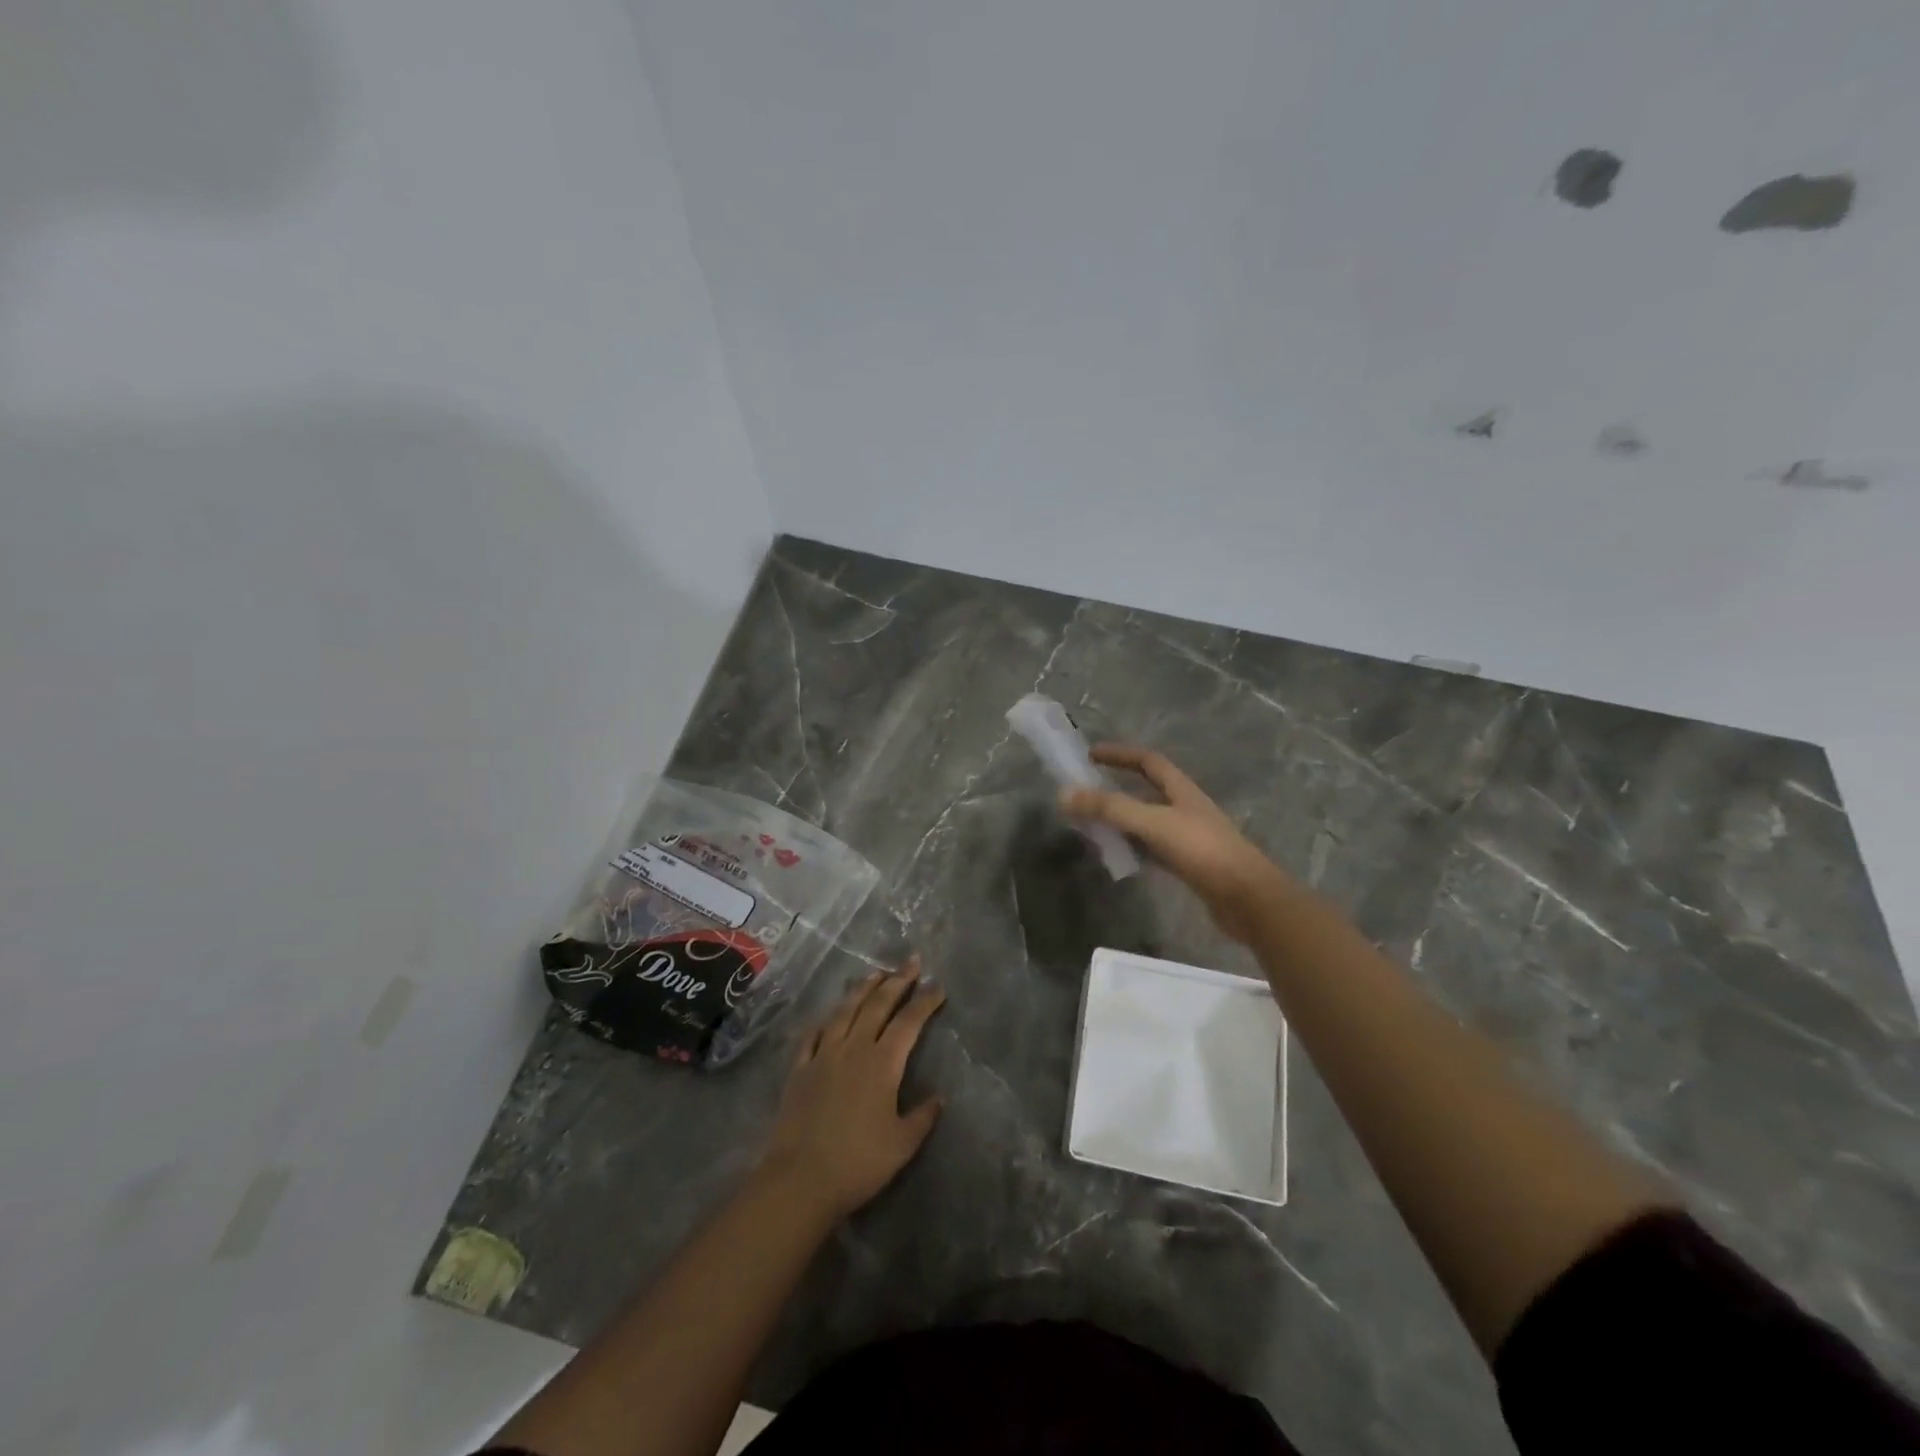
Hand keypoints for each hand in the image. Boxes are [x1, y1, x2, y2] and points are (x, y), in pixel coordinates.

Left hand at [759, 960, 946, 1223]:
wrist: (800, 1180)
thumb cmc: (858, 1163)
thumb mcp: (902, 1145)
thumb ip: (922, 1117)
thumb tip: (937, 1098)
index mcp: (882, 1063)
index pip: (909, 1023)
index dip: (925, 1002)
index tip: (938, 986)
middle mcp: (853, 1049)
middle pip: (877, 1006)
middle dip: (897, 981)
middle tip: (911, 962)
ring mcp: (823, 1056)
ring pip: (845, 1012)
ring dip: (862, 989)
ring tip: (875, 973)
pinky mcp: (799, 1070)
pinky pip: (812, 1035)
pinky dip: (824, 1021)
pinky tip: (829, 1016)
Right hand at [1061, 745, 1287, 942]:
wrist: (1247, 899)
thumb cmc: (1202, 851)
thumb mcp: (1152, 823)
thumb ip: (1110, 808)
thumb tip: (1064, 794)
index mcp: (1181, 790)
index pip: (1148, 761)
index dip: (1120, 754)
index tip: (1090, 754)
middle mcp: (1185, 809)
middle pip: (1146, 790)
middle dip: (1115, 789)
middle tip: (1084, 793)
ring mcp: (1187, 837)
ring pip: (1147, 821)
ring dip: (1121, 820)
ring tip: (1092, 825)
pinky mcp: (1188, 865)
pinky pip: (1152, 849)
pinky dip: (1132, 847)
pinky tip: (1117, 856)